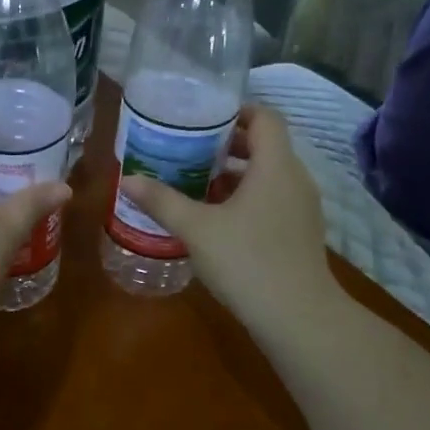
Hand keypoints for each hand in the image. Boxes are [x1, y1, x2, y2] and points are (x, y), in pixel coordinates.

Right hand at [120, 105, 332, 335]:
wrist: (297, 317)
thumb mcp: (197, 229)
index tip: (202, 118)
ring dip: (234, 175)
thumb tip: (127, 180)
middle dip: (226, 145)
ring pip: (267, 176)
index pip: (265, 117)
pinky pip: (272, 200)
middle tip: (188, 150)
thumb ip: (162, 201)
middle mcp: (295, 179)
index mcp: (275, 166)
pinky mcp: (300, 234)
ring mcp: (302, 208)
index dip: (235, 111)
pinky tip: (216, 220)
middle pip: (265, 146)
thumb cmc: (247, 261)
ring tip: (195, 184)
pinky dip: (246, 199)